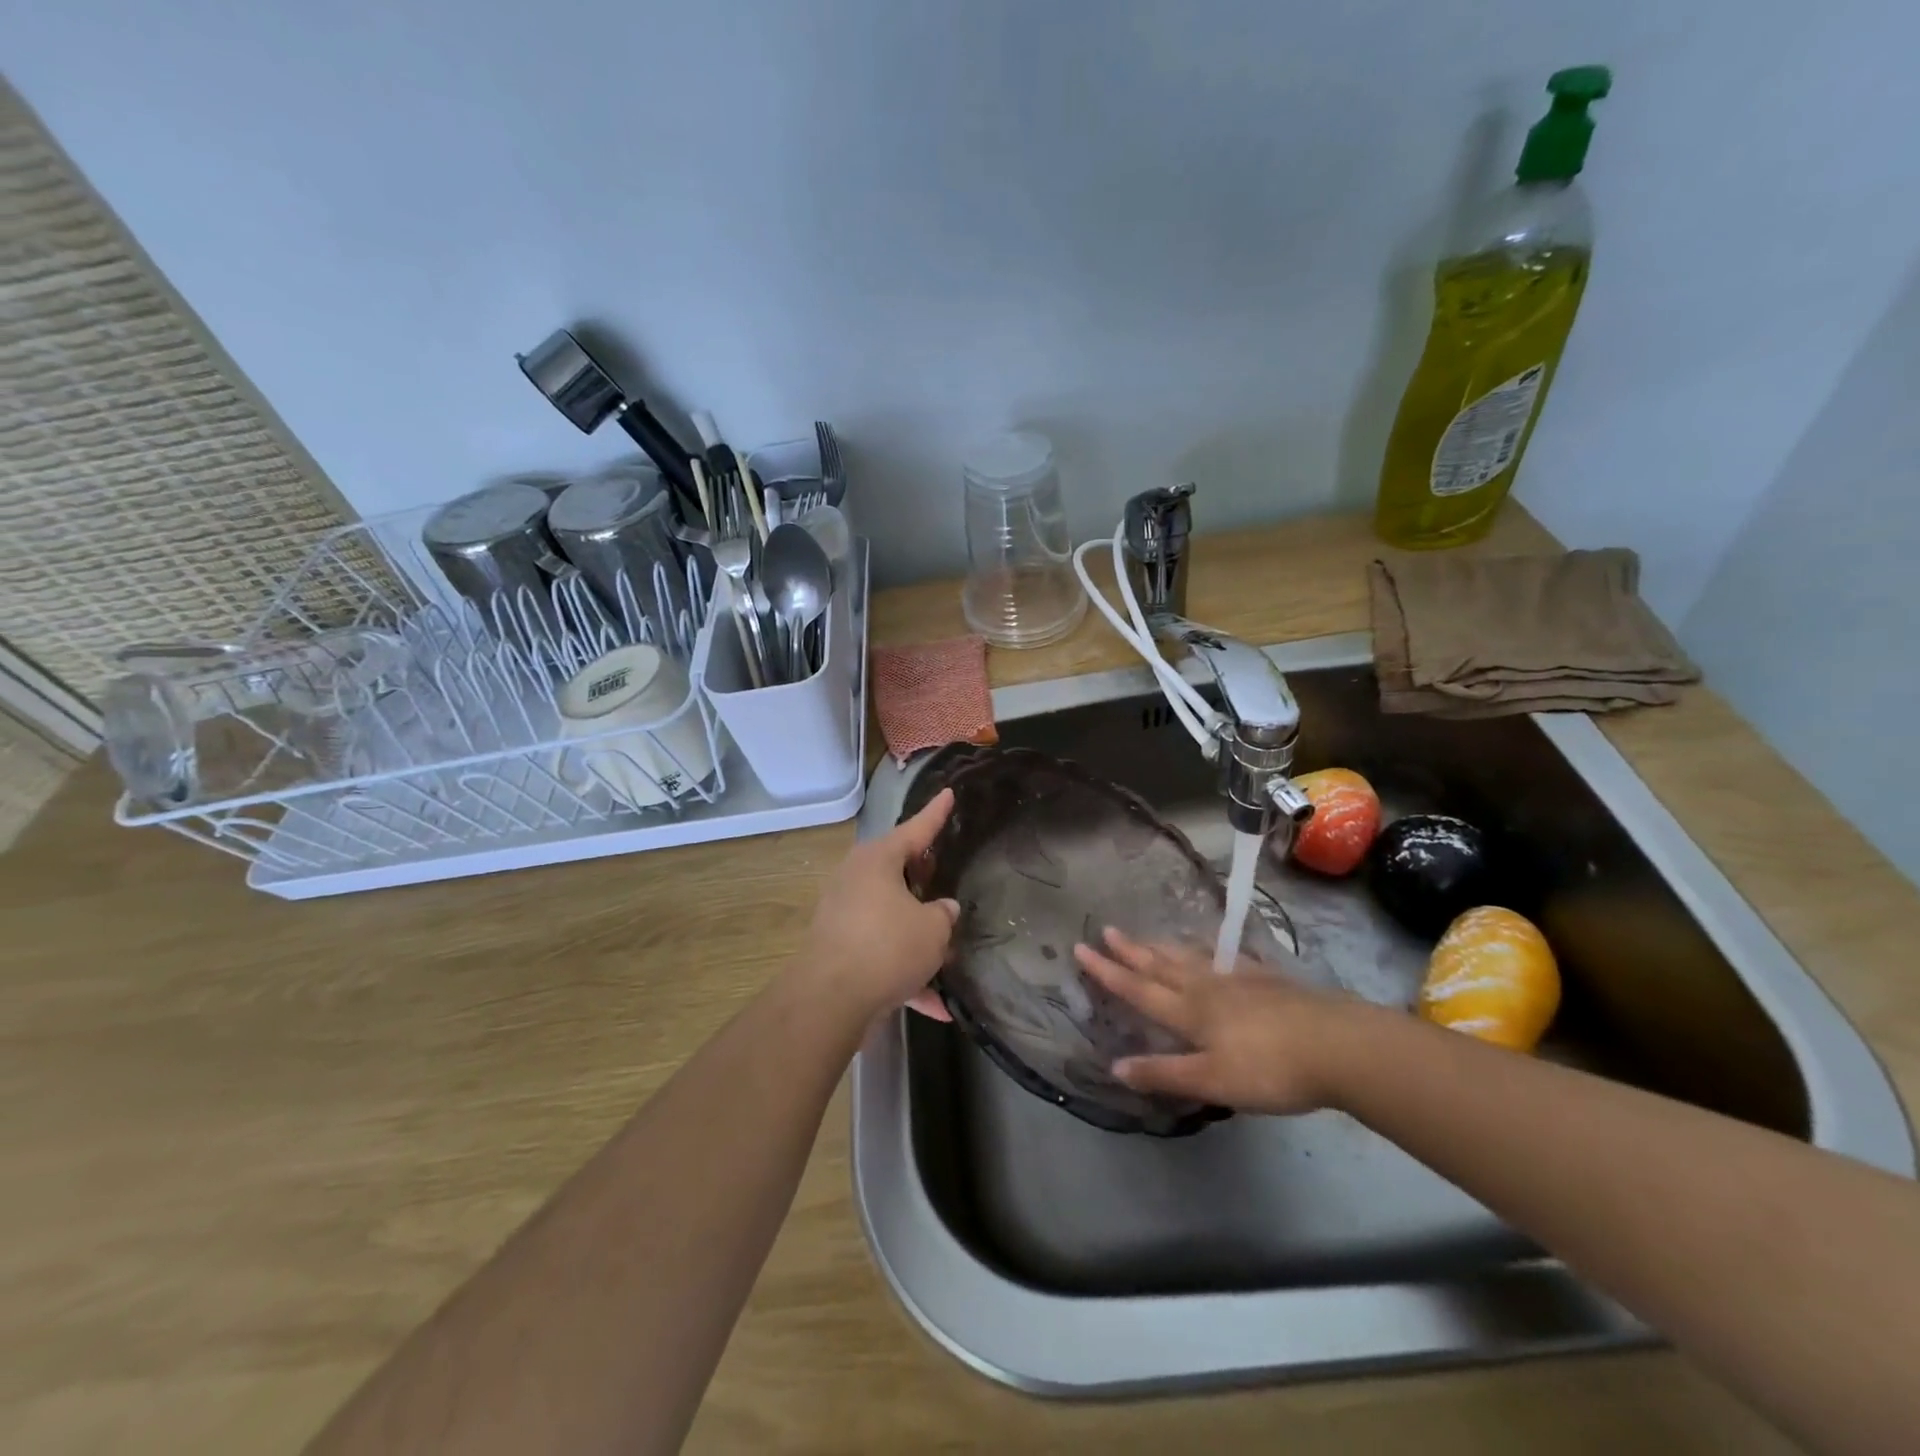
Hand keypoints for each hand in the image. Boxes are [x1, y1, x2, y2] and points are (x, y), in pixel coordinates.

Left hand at [799, 788, 959, 1022]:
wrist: (830, 999)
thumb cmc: (887, 947)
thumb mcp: (932, 929)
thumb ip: (943, 915)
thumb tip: (942, 909)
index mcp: (878, 860)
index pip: (916, 828)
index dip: (936, 813)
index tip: (948, 793)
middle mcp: (857, 879)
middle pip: (897, 869)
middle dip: (923, 875)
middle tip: (944, 873)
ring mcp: (844, 914)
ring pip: (891, 915)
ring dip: (918, 934)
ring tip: (947, 955)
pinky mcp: (840, 948)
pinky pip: (881, 952)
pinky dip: (906, 973)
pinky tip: (935, 1006)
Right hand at [1073, 928, 1367, 1114]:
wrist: (1338, 1046)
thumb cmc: (1270, 1069)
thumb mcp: (1212, 1080)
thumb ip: (1163, 1073)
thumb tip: (1114, 1066)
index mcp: (1189, 1011)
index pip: (1138, 989)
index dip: (1107, 972)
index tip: (1081, 948)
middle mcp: (1207, 988)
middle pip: (1161, 966)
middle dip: (1131, 951)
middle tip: (1107, 930)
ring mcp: (1239, 979)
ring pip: (1191, 959)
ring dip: (1163, 948)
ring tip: (1147, 937)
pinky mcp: (1267, 980)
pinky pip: (1228, 960)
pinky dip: (1211, 953)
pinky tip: (1215, 952)